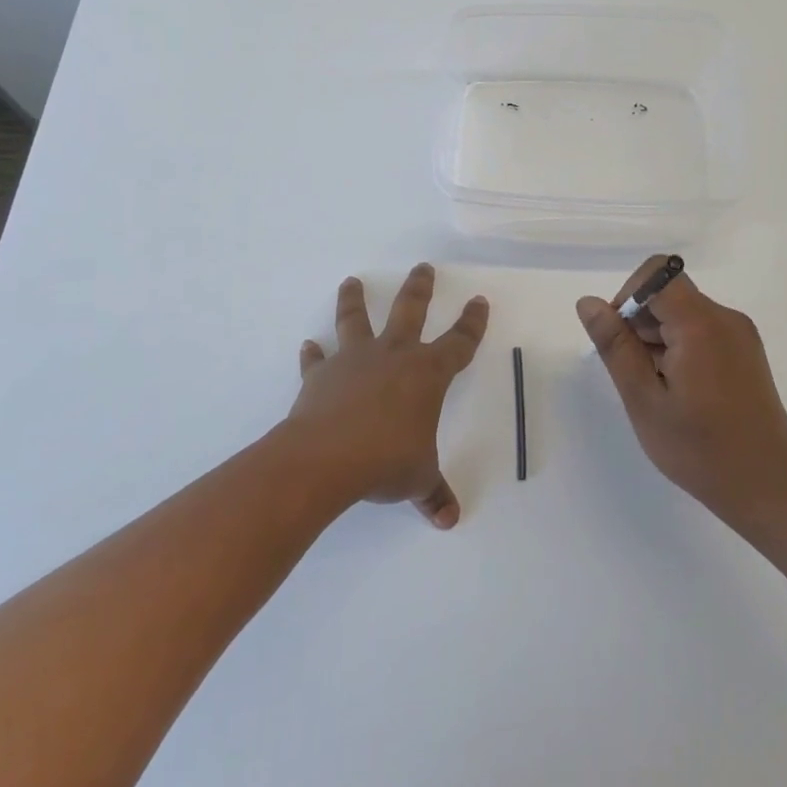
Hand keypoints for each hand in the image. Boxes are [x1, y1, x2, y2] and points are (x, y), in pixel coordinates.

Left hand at [288, 264, 488, 527]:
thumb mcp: (417, 479)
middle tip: (423, 267)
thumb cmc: (385, 462)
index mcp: (426, 374)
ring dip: (354, 300)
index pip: (459, 343)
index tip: (478, 301)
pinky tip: (308, 345)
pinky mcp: (321, 374)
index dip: (472, 323)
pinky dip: (312, 353)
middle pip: (410, 310)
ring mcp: (354, 360)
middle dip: (419, 288)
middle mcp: (393, 356)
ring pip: (355, 320)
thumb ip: (434, 493)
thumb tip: (449, 519)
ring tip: (351, 281)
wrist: (325, 458)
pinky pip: (317, 360)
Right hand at [577, 258, 786, 529]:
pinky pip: (701, 329)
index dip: (628, 296)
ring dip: (658, 337)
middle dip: (639, 322)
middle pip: (668, 292)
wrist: (769, 489)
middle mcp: (725, 318)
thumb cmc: (699, 450)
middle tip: (634, 374)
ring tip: (657, 388)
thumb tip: (588, 303)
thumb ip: (615, 346)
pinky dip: (679, 346)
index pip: (656, 273)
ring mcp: (740, 335)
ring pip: (683, 311)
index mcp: (701, 324)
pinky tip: (678, 390)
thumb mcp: (644, 400)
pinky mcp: (746, 352)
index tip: (620, 340)